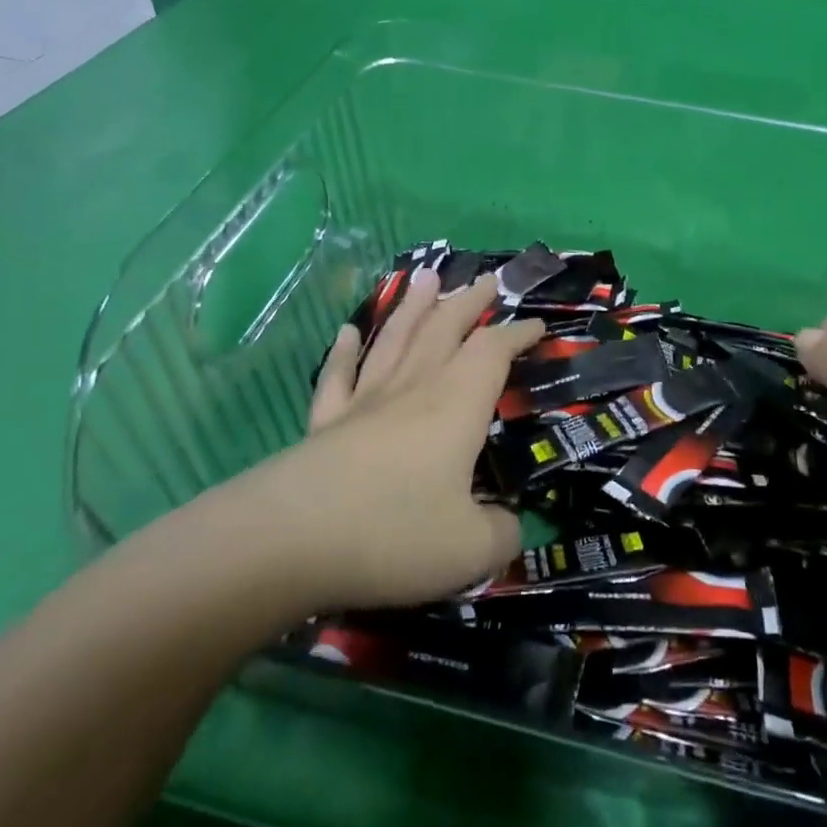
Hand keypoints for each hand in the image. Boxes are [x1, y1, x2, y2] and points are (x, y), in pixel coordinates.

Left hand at [197, 268, 540, 614]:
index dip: (518, 334)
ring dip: (413, 307)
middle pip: (444, 330)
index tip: (538, 324)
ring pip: (394, 340)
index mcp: (456, 406)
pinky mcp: (324, 424)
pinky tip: (346, 333)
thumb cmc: (393, 533)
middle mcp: (413, 390)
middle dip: (469, 303)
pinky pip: (337, 377)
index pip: (494, 352)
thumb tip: (510, 524)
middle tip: (486, 279)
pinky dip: (344, 353)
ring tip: (426, 276)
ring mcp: (364, 403)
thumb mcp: (471, 549)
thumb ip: (503, 534)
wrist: (288, 541)